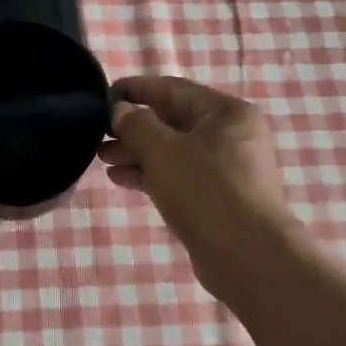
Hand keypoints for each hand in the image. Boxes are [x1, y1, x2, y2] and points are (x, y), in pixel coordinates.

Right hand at [99, 76, 295, 280]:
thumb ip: (136, 124)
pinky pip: (180, 175)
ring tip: (103, 159)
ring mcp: (228, 169)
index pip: (173, 89)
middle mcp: (232, 135)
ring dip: (138, 152)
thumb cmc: (205, 190)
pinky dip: (152, 174)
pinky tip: (121, 179)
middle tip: (98, 135)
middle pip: (173, 121)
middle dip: (133, 127)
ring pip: (174, 151)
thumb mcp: (162, 150)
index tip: (102, 97)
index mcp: (226, 112)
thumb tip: (120, 111)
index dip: (135, 89)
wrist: (247, 256)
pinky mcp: (220, 197)